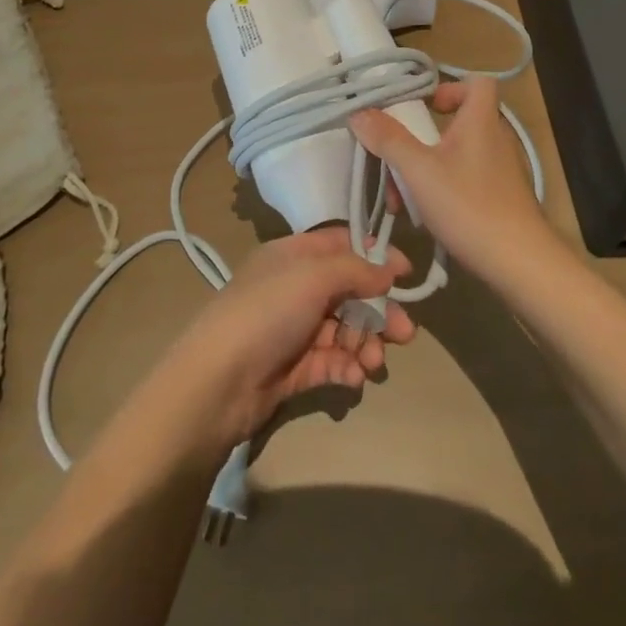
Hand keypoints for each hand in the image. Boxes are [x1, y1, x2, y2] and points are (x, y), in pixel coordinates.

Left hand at [156, 229, 415, 449]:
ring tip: (374, 363)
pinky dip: (347, 368)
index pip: (340, 245)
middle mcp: (295, 288)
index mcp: (293, 255)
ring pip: (344, 330)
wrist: (219, 381)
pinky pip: (332, 362)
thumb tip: (389, 270)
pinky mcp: (296, 368)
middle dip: (378, 310)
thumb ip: (355, 270)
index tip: (406, 274)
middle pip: (349, 291)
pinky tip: (354, 378)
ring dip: (365, 344)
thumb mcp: (312, 276)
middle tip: (405, 333)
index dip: (374, 255)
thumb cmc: (267, 311)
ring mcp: (295, 329)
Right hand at [349, 76, 553, 284]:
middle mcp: (493, 139)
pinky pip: (463, 178)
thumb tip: (359, 112)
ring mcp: (499, 170)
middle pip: (455, 122)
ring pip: (454, 155)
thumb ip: (389, 140)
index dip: (448, 86)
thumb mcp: (419, 171)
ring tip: (399, 198)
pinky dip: (440, 188)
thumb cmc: (470, 206)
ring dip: (423, 169)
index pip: (476, 82)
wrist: (521, 265)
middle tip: (395, 158)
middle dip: (419, 138)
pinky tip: (422, 215)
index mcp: (480, 121)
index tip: (422, 106)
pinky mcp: (499, 197)